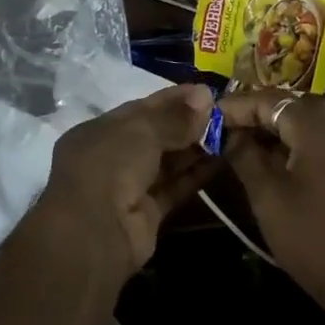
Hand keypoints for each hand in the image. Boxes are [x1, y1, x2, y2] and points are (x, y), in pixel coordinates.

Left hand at [33, 84, 217, 275]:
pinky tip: (222, 160)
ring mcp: (129, 188)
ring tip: (229, 133)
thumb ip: (175, 116)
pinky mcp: (147, 214)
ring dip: (196, 149)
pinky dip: (196, 175)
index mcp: (100, 131)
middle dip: (188, 124)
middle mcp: (112, 157)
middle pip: (156, 135)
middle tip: (226, 113)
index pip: (142, 109)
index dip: (174, 99)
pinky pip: (175, 188)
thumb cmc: (110, 165)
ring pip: (168, 162)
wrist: (94, 233)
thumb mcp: (142, 130)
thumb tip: (205, 94)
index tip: (207, 92)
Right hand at [217, 92, 324, 310]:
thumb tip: (228, 132)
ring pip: (300, 121)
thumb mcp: (265, 193)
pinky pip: (312, 138)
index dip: (235, 106)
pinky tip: (265, 158)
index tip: (206, 116)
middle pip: (287, 105)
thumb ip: (244, 154)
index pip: (268, 100)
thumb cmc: (308, 234)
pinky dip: (287, 140)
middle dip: (253, 113)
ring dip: (270, 127)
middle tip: (220, 127)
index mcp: (314, 125)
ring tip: (236, 141)